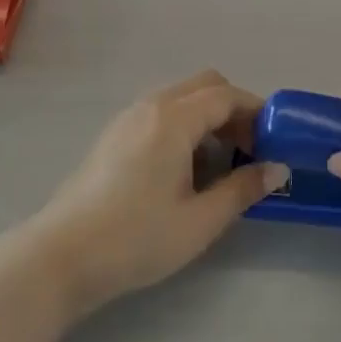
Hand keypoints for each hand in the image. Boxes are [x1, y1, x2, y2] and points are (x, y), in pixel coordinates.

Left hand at [31, 71, 288, 313]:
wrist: (62, 256)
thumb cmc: (137, 238)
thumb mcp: (201, 220)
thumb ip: (243, 189)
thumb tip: (278, 169)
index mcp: (173, 118)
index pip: (227, 96)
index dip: (257, 114)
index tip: (274, 144)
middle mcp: (150, 106)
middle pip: (204, 86)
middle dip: (234, 110)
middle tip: (248, 150)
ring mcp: (127, 119)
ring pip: (180, 98)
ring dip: (208, 117)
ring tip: (220, 163)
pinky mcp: (113, 136)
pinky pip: (160, 113)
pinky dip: (184, 125)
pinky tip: (184, 169)